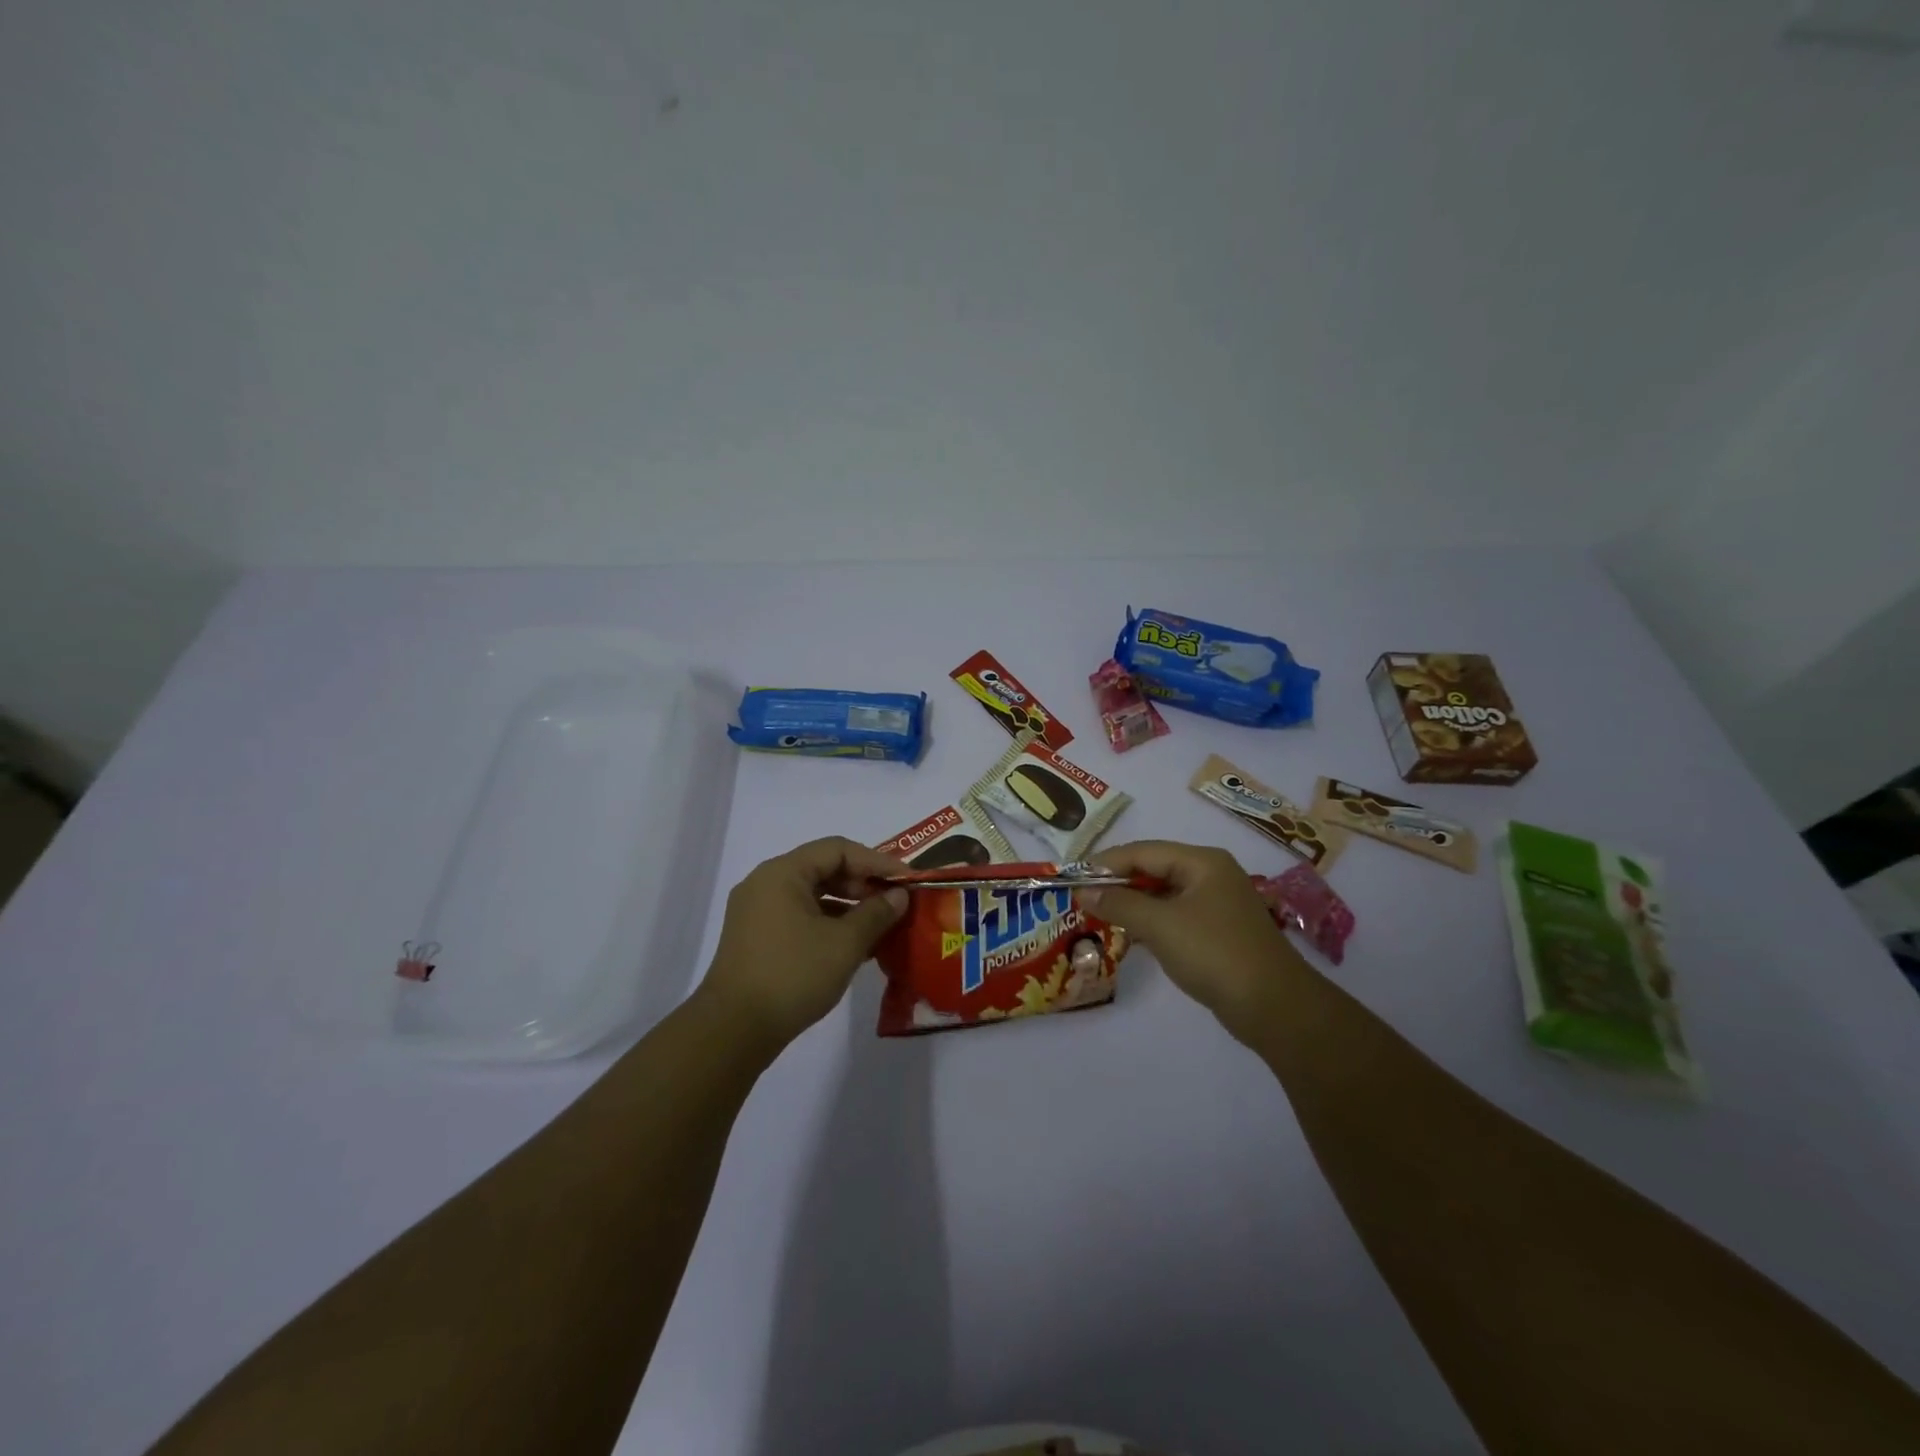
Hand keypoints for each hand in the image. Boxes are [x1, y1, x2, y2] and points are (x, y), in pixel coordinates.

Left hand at [698, 837, 908, 1053]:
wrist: (733, 1030)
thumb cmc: (792, 975)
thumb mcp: (845, 943)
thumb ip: (876, 913)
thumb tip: (899, 896)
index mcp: (782, 873)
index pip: (837, 849)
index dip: (876, 861)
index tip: (906, 880)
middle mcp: (765, 884)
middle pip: (822, 869)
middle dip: (862, 884)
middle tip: (895, 903)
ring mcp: (756, 912)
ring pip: (812, 896)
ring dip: (847, 907)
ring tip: (880, 927)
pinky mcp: (755, 939)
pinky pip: (799, 917)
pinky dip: (827, 924)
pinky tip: (852, 946)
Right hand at [1082, 840, 1301, 1043]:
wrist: (1274, 1006)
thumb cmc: (1214, 953)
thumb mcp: (1160, 925)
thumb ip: (1119, 904)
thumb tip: (1083, 891)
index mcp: (1202, 862)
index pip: (1144, 851)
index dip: (1106, 863)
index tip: (1073, 877)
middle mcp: (1211, 875)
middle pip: (1154, 869)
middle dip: (1118, 883)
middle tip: (1082, 896)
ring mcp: (1217, 904)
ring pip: (1163, 894)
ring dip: (1132, 904)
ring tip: (1097, 914)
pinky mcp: (1218, 932)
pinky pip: (1175, 916)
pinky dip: (1150, 922)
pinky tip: (1129, 935)